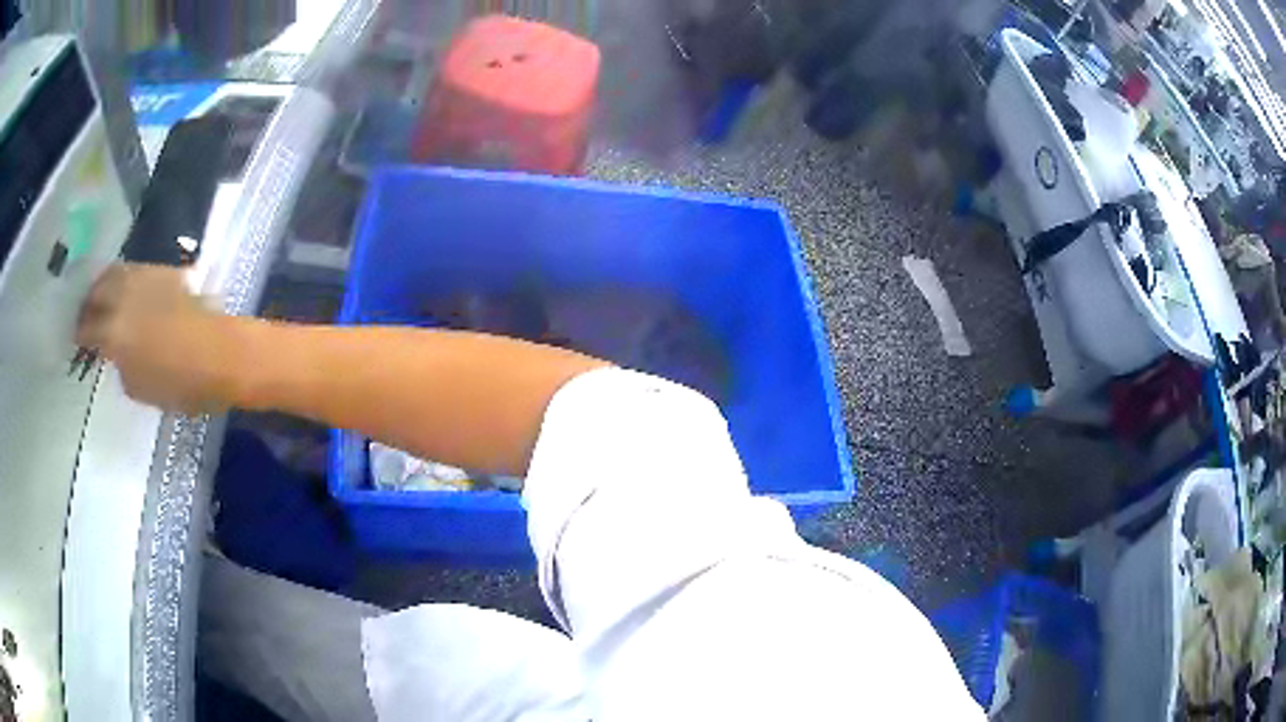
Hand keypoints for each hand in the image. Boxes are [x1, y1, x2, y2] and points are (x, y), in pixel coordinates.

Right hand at [77, 264, 233, 412]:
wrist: (220, 354)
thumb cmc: (180, 385)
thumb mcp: (139, 388)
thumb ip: (120, 364)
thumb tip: (115, 351)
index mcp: (113, 332)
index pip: (87, 328)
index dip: (80, 335)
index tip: (78, 340)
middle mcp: (123, 298)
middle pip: (96, 291)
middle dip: (88, 304)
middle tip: (86, 316)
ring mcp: (144, 278)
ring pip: (113, 273)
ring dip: (104, 286)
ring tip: (102, 301)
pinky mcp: (163, 270)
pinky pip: (134, 270)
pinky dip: (124, 280)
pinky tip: (126, 293)